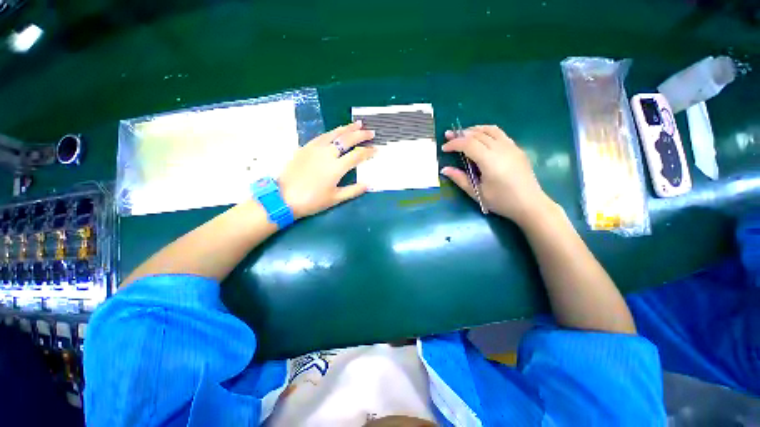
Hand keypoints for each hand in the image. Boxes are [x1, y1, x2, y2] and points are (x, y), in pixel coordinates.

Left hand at [278, 121, 375, 218]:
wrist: (284, 197)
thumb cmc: (312, 200)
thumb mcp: (335, 199)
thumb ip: (353, 190)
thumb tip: (369, 184)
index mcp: (336, 167)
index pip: (357, 155)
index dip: (368, 152)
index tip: (376, 149)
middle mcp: (327, 153)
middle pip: (347, 140)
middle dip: (361, 135)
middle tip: (371, 132)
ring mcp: (315, 148)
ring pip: (334, 133)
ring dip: (347, 128)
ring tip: (357, 124)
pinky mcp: (305, 148)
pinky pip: (322, 136)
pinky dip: (332, 132)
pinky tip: (336, 131)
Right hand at [441, 125, 556, 226]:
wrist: (529, 203)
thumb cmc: (501, 201)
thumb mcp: (476, 193)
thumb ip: (460, 179)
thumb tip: (444, 169)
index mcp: (489, 161)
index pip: (468, 144)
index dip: (454, 144)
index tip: (444, 148)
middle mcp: (500, 149)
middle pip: (478, 134)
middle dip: (461, 134)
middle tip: (449, 136)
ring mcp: (511, 147)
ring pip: (490, 130)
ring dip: (474, 129)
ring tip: (463, 134)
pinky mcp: (517, 148)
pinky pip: (500, 133)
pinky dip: (487, 131)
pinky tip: (482, 137)